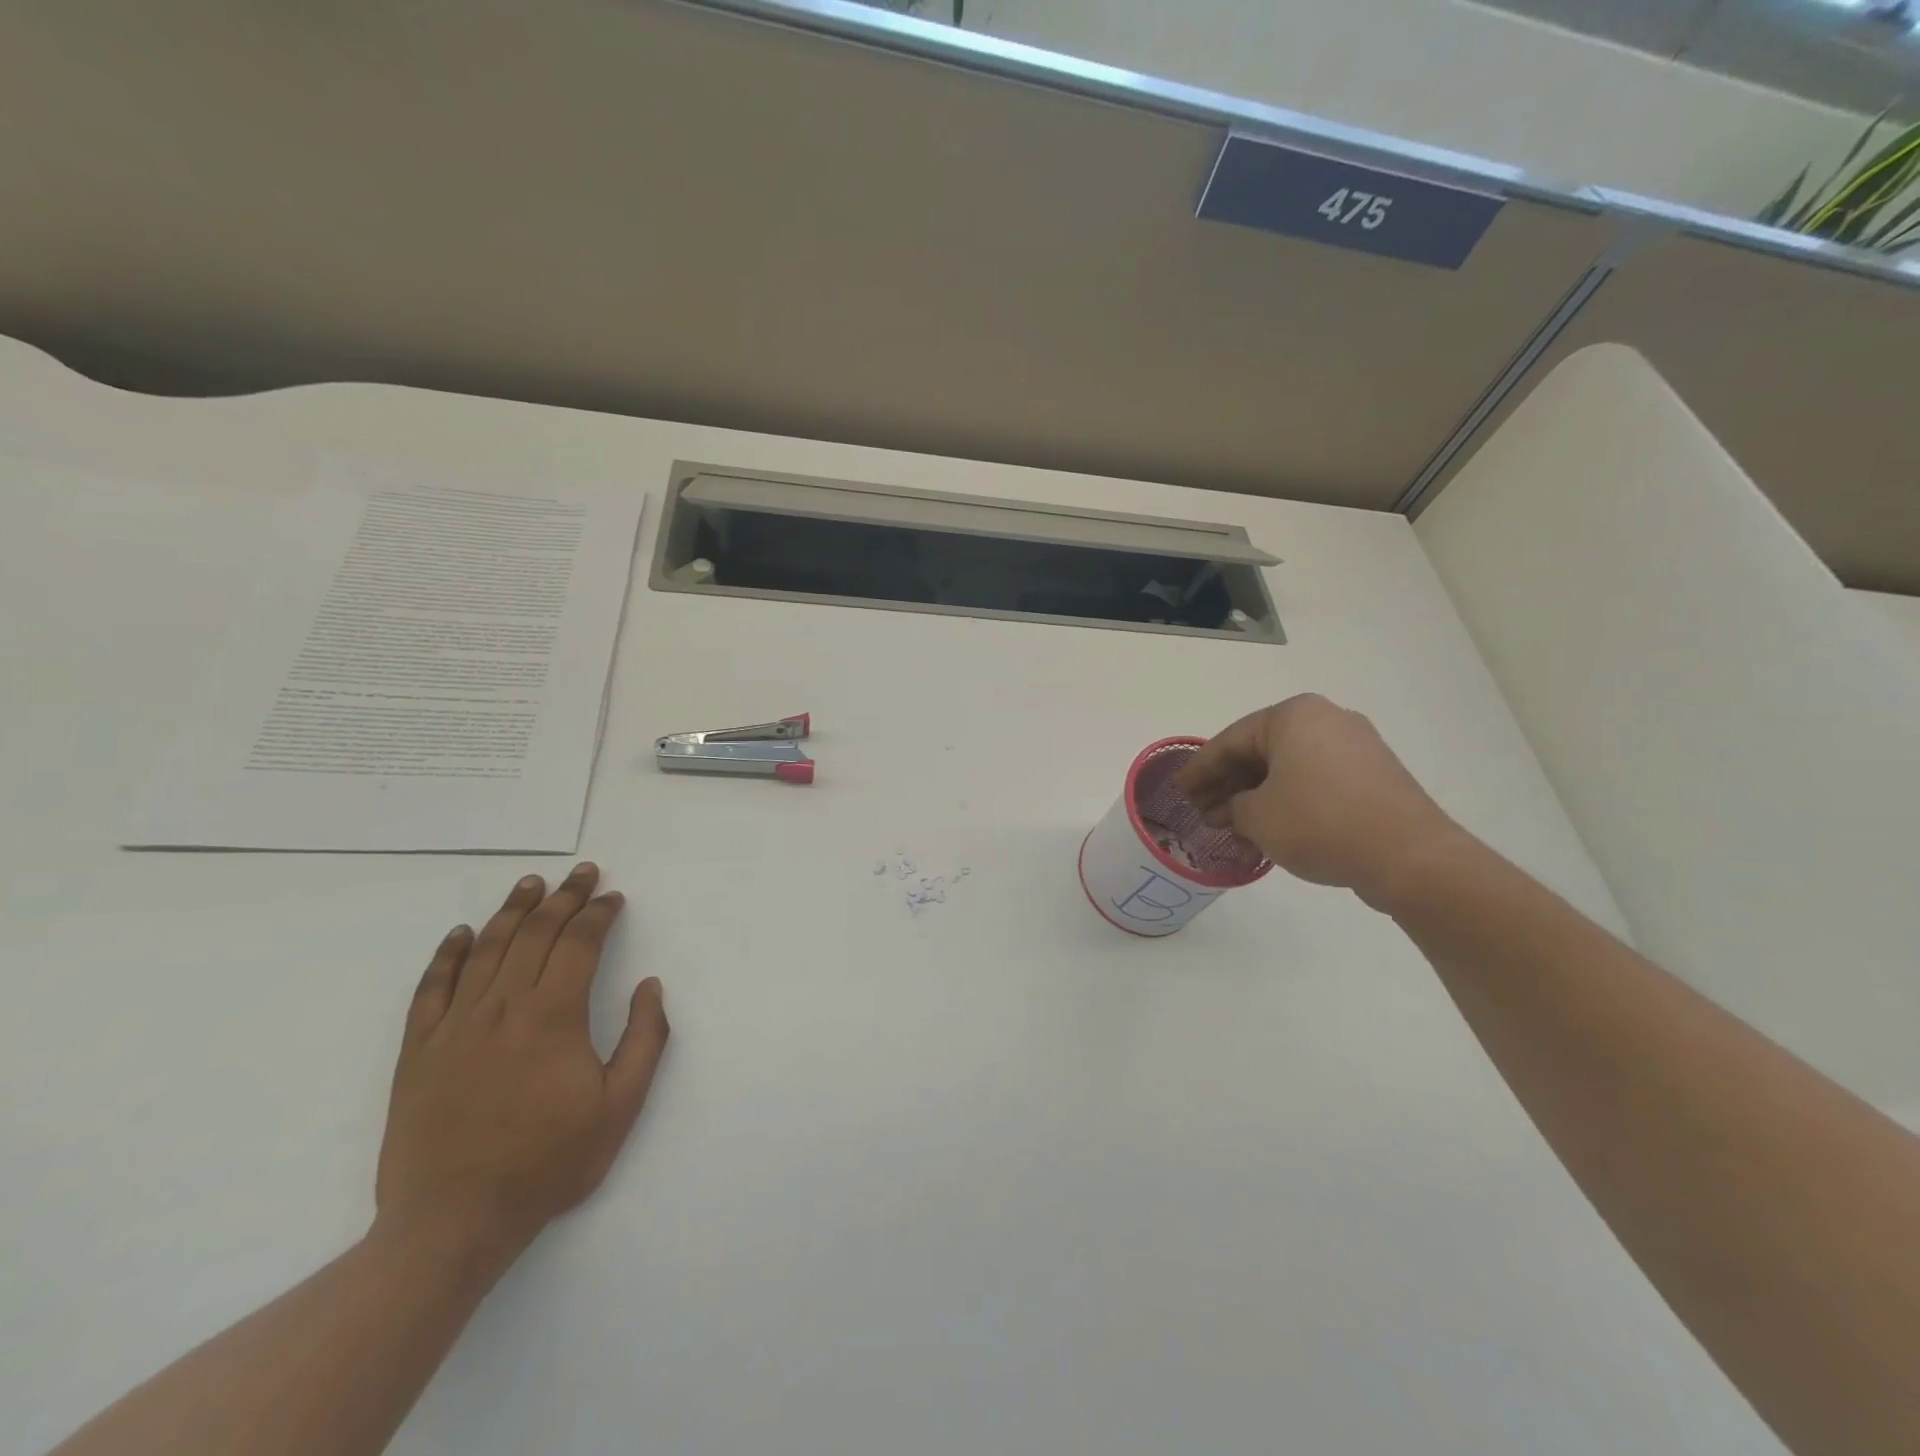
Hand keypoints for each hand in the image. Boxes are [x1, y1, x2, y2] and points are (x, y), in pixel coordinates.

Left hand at [375, 864, 668, 1263]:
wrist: (452, 1224)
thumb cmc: (546, 1164)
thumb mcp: (619, 1108)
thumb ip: (645, 1041)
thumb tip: (651, 987)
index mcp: (553, 1017)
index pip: (579, 944)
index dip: (599, 914)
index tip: (614, 898)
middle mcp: (502, 1008)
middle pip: (535, 934)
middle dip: (564, 897)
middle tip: (583, 873)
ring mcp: (454, 1026)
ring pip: (486, 949)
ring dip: (513, 910)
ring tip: (532, 883)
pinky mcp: (417, 1051)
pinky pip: (431, 988)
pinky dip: (448, 954)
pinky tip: (462, 933)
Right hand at [1176, 694, 1468, 910]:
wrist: (1409, 857)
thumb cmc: (1319, 823)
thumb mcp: (1257, 817)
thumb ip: (1233, 807)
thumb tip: (1235, 810)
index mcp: (1293, 715)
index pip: (1230, 740)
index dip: (1200, 768)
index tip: (1179, 789)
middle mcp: (1326, 719)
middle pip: (1260, 750)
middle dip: (1228, 783)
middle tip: (1203, 810)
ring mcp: (1355, 746)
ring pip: (1288, 767)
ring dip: (1256, 794)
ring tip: (1232, 824)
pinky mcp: (1374, 775)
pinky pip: (1315, 780)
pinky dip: (1287, 799)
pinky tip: (1269, 827)